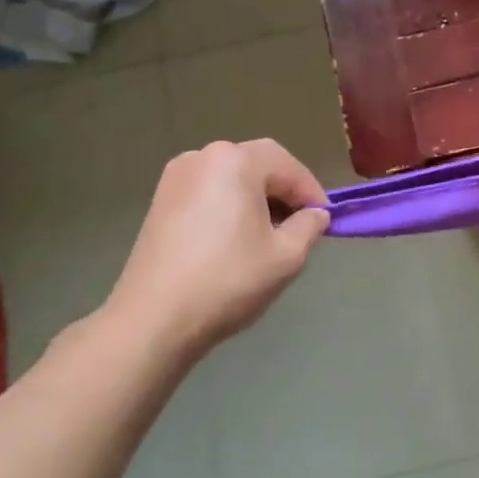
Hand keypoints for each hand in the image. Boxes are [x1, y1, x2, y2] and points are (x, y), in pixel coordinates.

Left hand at [101, 138, 329, 358]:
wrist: (153, 320)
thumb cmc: (227, 281)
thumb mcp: (287, 256)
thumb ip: (310, 226)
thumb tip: (316, 215)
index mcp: (236, 161)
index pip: (289, 166)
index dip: (312, 193)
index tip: (326, 221)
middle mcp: (203, 157)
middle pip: (259, 165)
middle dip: (285, 193)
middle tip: (301, 226)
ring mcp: (176, 178)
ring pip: (233, 178)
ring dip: (258, 199)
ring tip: (270, 235)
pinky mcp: (160, 201)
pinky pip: (210, 191)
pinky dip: (230, 206)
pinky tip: (236, 239)